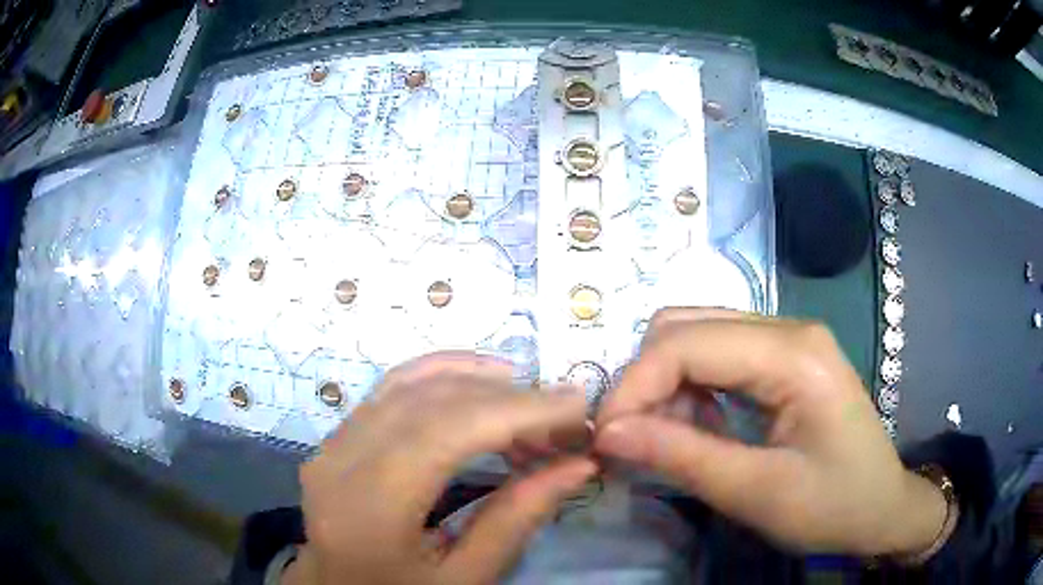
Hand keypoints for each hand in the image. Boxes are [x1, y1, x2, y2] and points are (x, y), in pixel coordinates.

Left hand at [286, 353, 594, 584]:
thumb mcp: (465, 578)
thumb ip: (517, 519)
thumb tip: (578, 464)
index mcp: (371, 506)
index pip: (449, 430)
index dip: (520, 410)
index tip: (578, 407)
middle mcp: (341, 460)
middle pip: (431, 399)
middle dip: (508, 397)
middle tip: (563, 414)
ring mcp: (332, 442)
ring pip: (409, 383)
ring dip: (477, 381)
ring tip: (531, 399)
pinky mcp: (337, 437)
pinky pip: (391, 389)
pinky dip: (441, 377)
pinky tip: (479, 382)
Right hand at [594, 308, 947, 556]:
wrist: (882, 507)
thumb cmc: (833, 506)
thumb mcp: (756, 493)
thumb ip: (681, 457)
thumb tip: (608, 434)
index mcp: (794, 355)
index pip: (687, 344)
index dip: (633, 386)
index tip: (604, 438)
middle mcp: (788, 328)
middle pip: (687, 326)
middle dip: (644, 380)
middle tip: (628, 438)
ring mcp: (788, 339)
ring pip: (698, 335)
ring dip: (665, 383)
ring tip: (661, 437)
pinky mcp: (784, 358)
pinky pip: (718, 355)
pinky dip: (690, 387)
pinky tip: (695, 426)